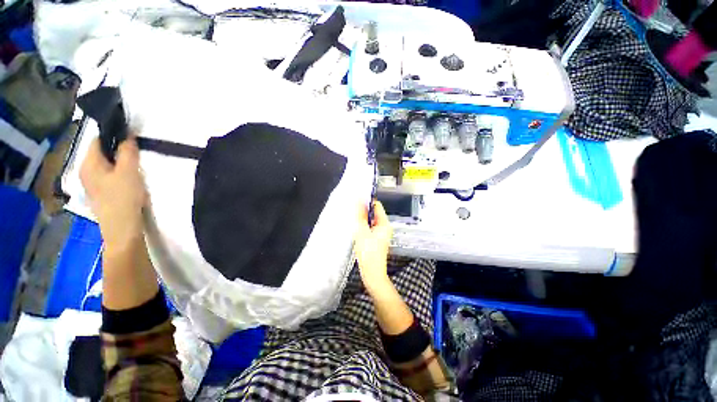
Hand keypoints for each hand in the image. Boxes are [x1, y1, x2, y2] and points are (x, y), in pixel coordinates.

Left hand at [80, 137, 147, 250]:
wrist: (122, 228)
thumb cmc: (124, 198)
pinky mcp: (100, 193)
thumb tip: (127, 136)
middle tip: (136, 155)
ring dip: (119, 163)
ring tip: (135, 168)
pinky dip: (118, 173)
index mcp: (88, 163)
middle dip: (118, 150)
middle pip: (101, 152)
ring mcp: (92, 184)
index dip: (114, 135)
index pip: (98, 140)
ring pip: (106, 165)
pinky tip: (129, 181)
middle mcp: (85, 171)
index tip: (132, 138)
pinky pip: (108, 175)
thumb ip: (127, 152)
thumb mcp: (129, 172)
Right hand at [355, 201, 392, 291]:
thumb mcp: (362, 231)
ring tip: (353, 222)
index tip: (356, 201)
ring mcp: (381, 233)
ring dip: (362, 220)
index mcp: (384, 223)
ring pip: (370, 221)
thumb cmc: (368, 253)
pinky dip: (363, 227)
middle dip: (363, 212)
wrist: (372, 273)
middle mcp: (384, 227)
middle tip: (352, 213)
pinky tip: (356, 231)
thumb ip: (360, 215)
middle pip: (373, 213)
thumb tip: (359, 200)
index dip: (367, 202)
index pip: (377, 205)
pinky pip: (369, 228)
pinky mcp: (376, 239)